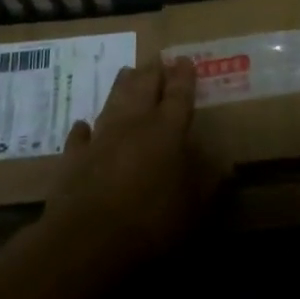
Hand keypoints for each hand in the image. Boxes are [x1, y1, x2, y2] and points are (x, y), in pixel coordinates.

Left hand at [43, 57, 224, 267]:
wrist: (87, 239)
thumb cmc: (151, 221)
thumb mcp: (194, 207)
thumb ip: (208, 182)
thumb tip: (225, 164)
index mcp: (167, 131)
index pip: (179, 95)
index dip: (184, 76)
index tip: (186, 59)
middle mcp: (134, 124)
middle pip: (144, 87)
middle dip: (152, 71)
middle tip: (157, 59)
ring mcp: (101, 138)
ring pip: (113, 101)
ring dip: (121, 86)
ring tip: (126, 71)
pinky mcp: (74, 159)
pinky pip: (80, 137)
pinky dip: (83, 130)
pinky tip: (83, 125)